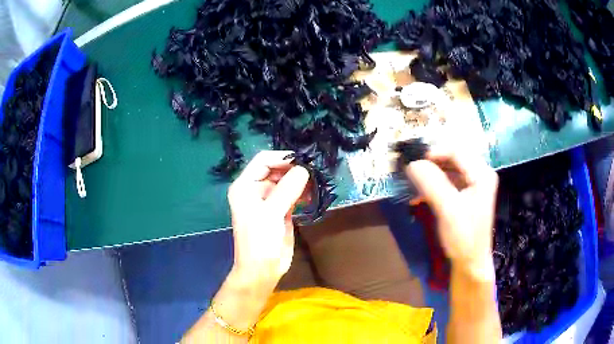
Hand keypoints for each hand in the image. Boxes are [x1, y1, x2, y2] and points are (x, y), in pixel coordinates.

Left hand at [228, 151, 309, 287]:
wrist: (263, 269)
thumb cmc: (260, 241)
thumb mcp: (271, 213)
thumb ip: (287, 189)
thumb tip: (304, 169)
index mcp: (245, 186)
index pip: (263, 160)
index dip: (282, 158)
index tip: (303, 162)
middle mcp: (255, 189)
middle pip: (276, 169)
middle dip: (294, 168)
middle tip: (314, 171)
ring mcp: (269, 200)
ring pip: (286, 181)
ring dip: (300, 180)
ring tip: (316, 182)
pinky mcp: (281, 210)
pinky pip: (293, 194)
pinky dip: (303, 192)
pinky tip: (313, 194)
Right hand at [406, 148, 498, 280]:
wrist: (469, 263)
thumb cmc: (463, 237)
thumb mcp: (448, 209)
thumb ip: (431, 183)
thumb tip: (412, 163)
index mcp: (482, 174)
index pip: (456, 151)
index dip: (434, 152)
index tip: (413, 162)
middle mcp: (479, 175)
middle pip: (452, 159)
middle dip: (430, 164)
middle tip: (411, 172)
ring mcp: (472, 186)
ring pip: (448, 170)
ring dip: (429, 176)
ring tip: (412, 185)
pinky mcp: (464, 196)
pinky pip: (447, 183)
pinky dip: (432, 187)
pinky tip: (419, 196)